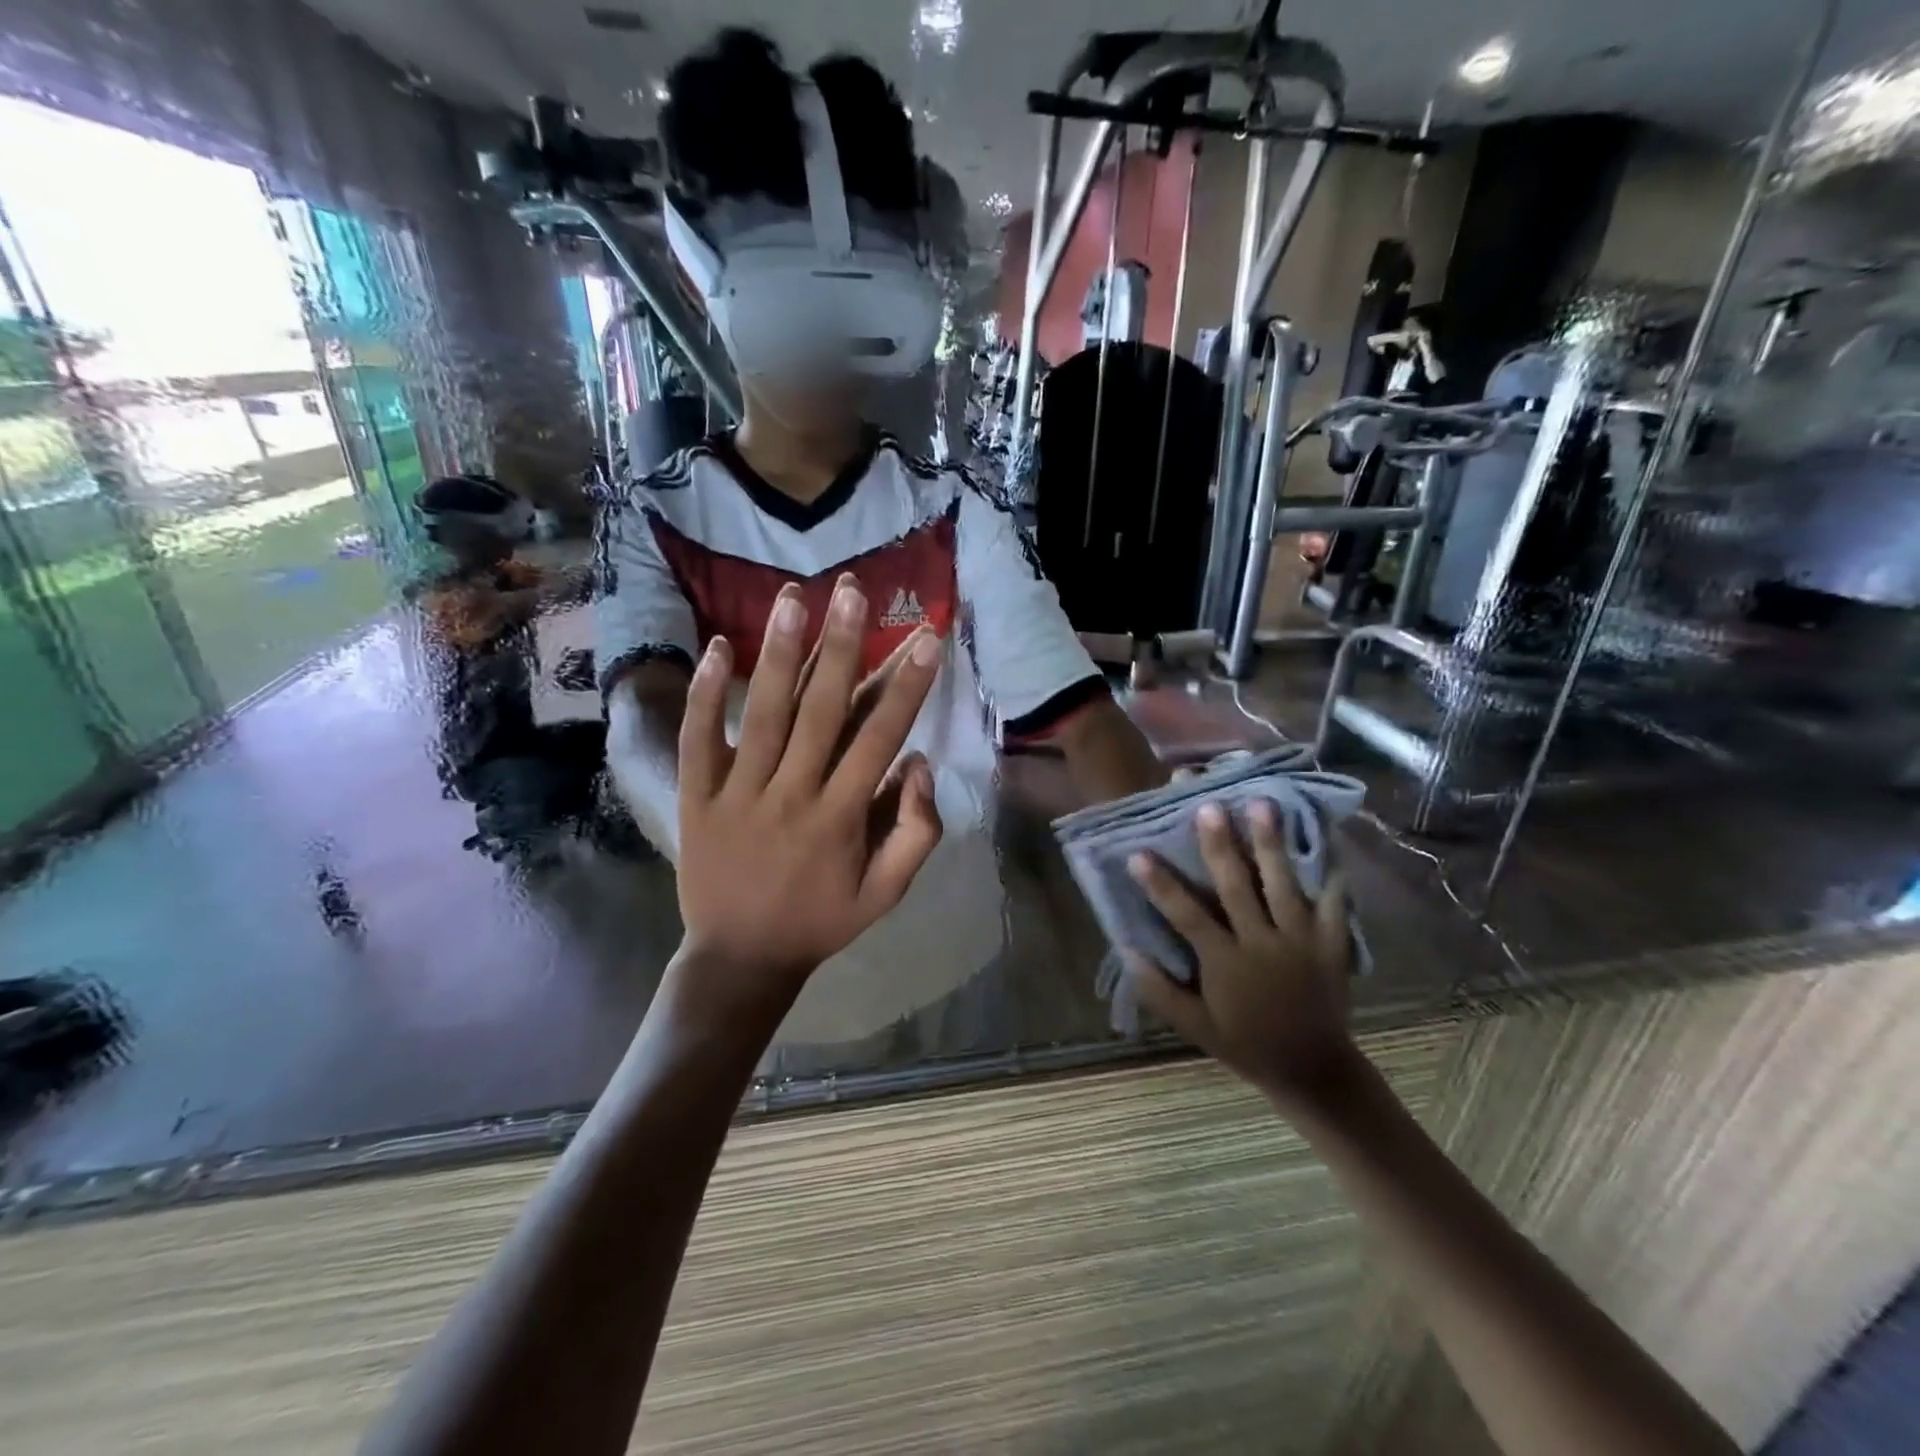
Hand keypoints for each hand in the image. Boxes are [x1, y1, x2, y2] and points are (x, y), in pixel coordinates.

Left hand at [675, 577, 944, 1018]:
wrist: (740, 958)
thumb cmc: (820, 921)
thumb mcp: (885, 894)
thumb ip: (916, 833)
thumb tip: (920, 764)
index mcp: (841, 818)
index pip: (880, 738)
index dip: (906, 686)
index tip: (924, 638)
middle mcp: (791, 794)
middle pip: (821, 711)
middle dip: (841, 647)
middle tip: (853, 591)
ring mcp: (738, 793)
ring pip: (763, 714)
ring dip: (779, 652)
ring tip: (793, 596)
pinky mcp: (697, 796)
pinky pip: (700, 739)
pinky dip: (707, 693)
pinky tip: (720, 645)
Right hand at [1127, 800, 1357, 1107]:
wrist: (1314, 1069)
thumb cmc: (1246, 1044)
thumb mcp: (1194, 1027)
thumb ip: (1159, 991)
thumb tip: (1126, 950)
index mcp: (1225, 962)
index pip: (1185, 915)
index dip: (1160, 884)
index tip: (1138, 853)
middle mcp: (1261, 943)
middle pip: (1237, 887)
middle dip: (1220, 845)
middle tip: (1208, 807)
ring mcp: (1300, 941)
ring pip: (1282, 884)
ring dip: (1270, 843)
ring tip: (1263, 804)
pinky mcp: (1331, 944)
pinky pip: (1334, 904)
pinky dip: (1331, 873)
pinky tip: (1326, 841)